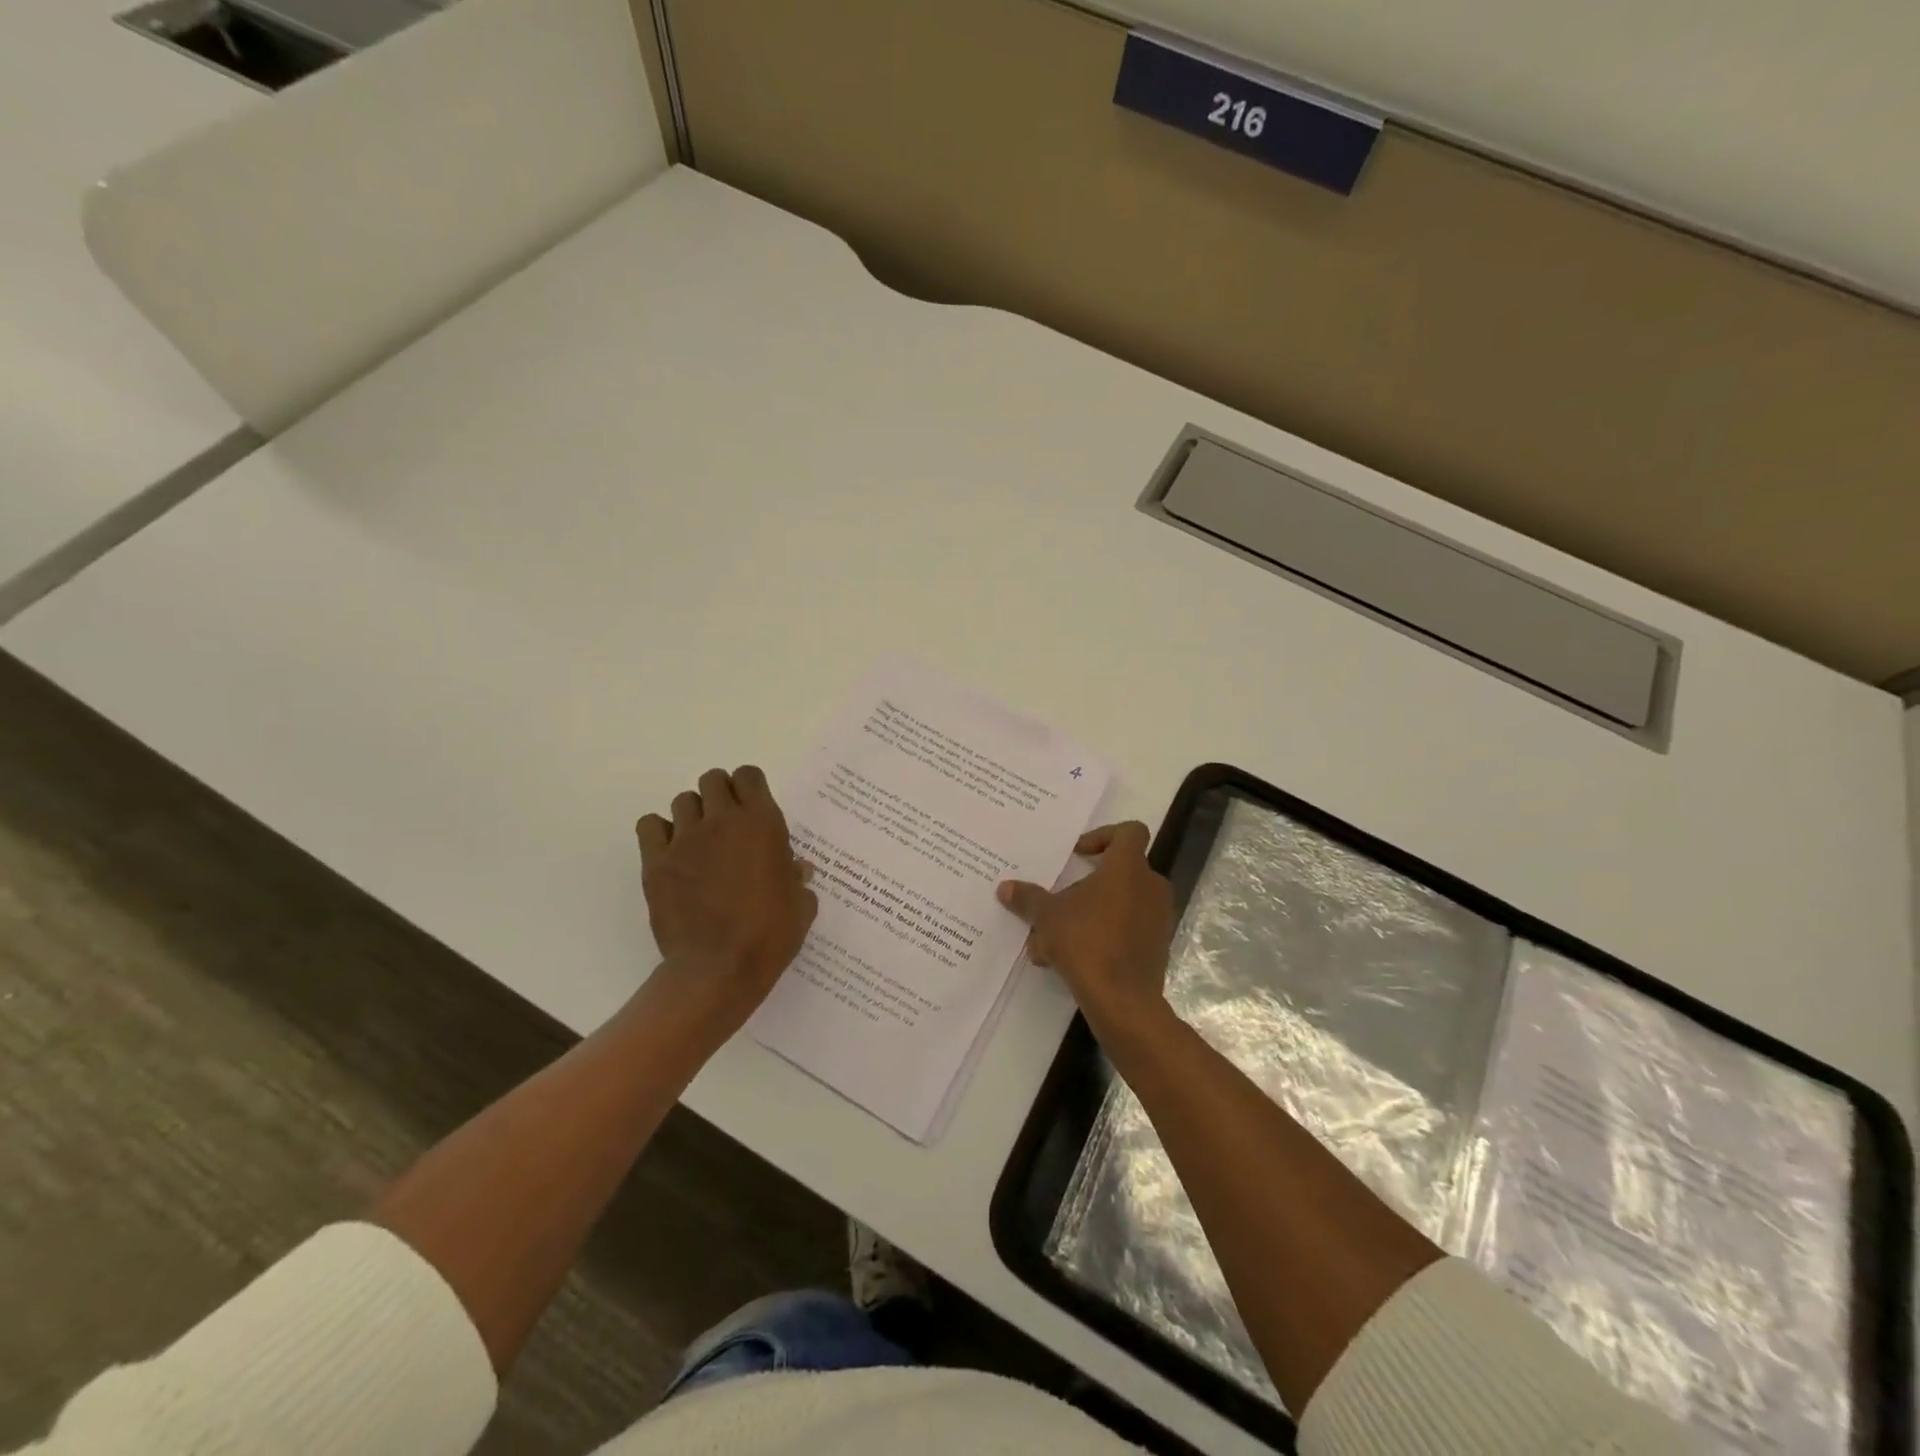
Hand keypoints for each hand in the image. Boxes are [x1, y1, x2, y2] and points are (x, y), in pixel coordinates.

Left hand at [635, 766, 817, 1039]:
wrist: (719, 969)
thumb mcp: (800, 905)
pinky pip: (650, 825)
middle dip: (721, 795)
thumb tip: (797, 869)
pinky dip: (659, 832)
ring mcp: (685, 839)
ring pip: (683, 801)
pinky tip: (671, 853)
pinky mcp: (656, 862)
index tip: (753, 808)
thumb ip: (798, 879)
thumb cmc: (770, 935)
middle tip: (727, 825)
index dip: (750, 787)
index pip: (749, 776)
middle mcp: (723, 821)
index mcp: (763, 823)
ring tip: (700, 842)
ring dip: (694, 815)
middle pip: (713, 780)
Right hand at [997, 821, 1173, 1030]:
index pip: (1130, 832)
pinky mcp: (1156, 946)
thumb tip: (1005, 888)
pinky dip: (1100, 936)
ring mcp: (1157, 917)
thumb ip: (1028, 898)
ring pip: (1117, 904)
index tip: (1078, 855)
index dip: (1104, 836)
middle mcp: (1149, 886)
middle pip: (1118, 872)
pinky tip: (1067, 959)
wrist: (1123, 999)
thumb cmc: (1086, 942)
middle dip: (1084, 886)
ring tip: (1050, 939)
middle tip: (1057, 901)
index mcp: (1127, 867)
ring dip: (1086, 914)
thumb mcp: (1047, 917)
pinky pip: (1125, 929)